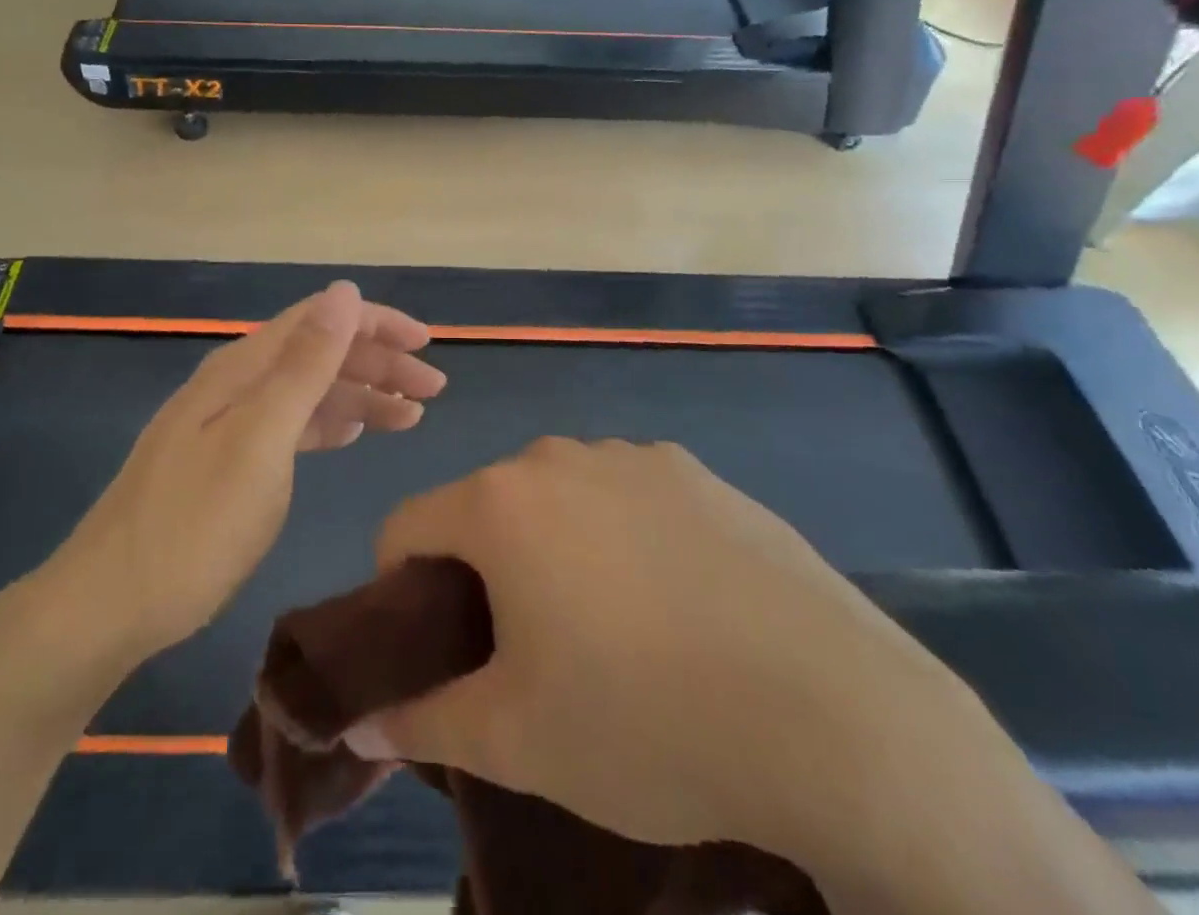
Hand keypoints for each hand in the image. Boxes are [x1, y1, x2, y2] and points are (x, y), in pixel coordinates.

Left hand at [46, 281, 446, 664]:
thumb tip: (345, 292)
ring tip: (410, 416)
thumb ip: (305, 364)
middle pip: (319, 352)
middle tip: (432, 391)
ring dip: (362, 394)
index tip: (427, 344)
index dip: (376, 322)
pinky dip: (330, 422)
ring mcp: (229, 421)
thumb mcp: (261, 439)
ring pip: (309, 390)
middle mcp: (237, 382)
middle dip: (379, 361)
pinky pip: (291, 423)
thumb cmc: (195, 523)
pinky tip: (354, 432)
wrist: (109, 603)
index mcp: (244, 367)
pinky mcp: (227, 459)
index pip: (320, 319)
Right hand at [350, 439, 1015, 887]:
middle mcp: (558, 457)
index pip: (406, 525)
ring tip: (608, 631)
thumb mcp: (518, 741)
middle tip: (523, 651)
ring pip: (558, 498)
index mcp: (501, 502)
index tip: (432, 646)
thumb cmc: (646, 721)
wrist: (835, 716)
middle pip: (486, 507)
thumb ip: (422, 723)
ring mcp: (634, 456)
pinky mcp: (697, 472)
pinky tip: (677, 605)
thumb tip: (363, 723)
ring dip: (554, 548)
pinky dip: (622, 537)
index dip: (400, 587)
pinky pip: (627, 496)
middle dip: (483, 569)